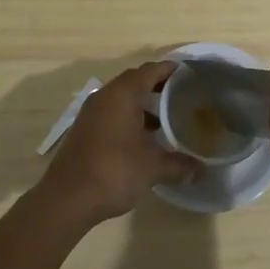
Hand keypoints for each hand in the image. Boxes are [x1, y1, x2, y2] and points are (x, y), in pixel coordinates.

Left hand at [36, 62, 200, 226]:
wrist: (66, 199)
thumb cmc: (113, 172)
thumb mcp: (152, 168)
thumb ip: (179, 164)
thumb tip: (202, 170)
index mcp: (123, 95)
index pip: (150, 70)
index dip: (169, 69)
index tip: (188, 74)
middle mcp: (105, 96)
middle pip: (134, 81)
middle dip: (157, 86)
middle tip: (180, 95)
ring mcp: (91, 113)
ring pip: (120, 98)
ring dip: (141, 104)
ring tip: (164, 119)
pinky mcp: (83, 129)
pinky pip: (110, 112)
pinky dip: (127, 117)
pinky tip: (141, 138)